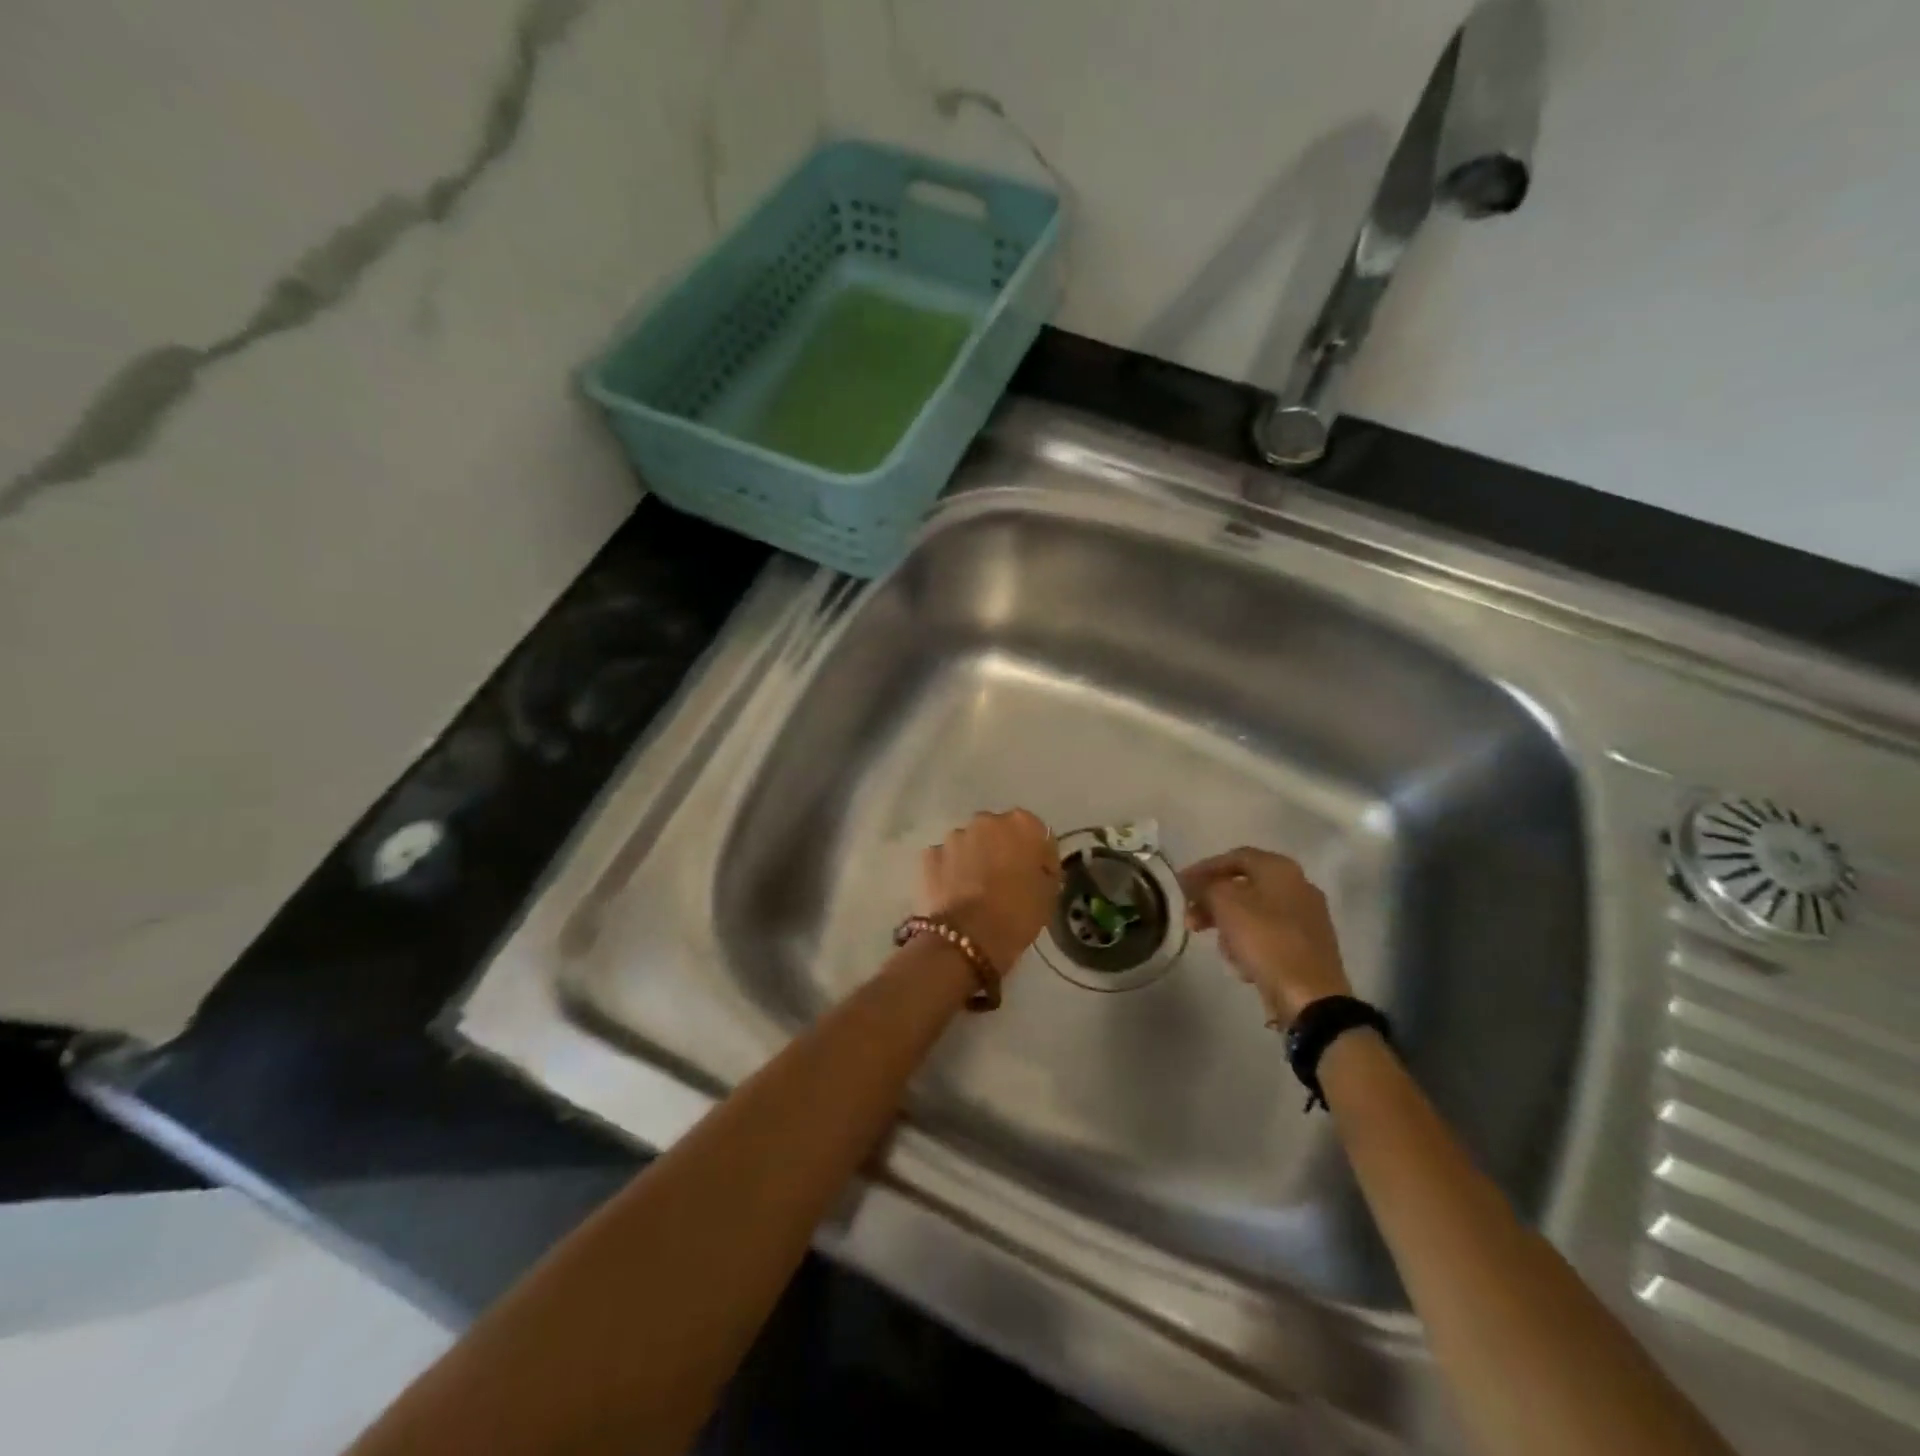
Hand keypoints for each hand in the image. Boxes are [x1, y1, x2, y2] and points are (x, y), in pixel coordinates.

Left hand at [920, 810, 1061, 974]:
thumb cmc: (1017, 914)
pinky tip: (954, 894)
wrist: (968, 938)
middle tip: (1005, 882)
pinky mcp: (929, 855)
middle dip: (1001, 850)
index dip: (1037, 855)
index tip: (1037, 876)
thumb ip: (1044, 869)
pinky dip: (949, 871)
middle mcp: (985, 820)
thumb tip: (1036, 865)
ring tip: (975, 890)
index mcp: (1021, 824)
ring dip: (974, 858)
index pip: (1035, 832)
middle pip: (998, 832)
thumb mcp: (1049, 894)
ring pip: (969, 843)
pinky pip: (945, 859)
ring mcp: (954, 836)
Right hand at [1180, 847, 1350, 1024]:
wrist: (1310, 996)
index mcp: (1280, 869)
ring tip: (1219, 948)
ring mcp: (1307, 918)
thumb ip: (1205, 887)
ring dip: (1229, 926)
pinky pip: (1268, 936)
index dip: (1203, 868)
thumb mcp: (1225, 904)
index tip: (1180, 886)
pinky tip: (1242, 965)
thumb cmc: (1266, 940)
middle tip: (1190, 918)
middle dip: (1213, 902)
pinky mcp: (1309, 947)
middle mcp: (1298, 886)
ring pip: (1254, 913)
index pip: (1234, 857)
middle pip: (1244, 886)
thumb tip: (1195, 885)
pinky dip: (1250, 945)